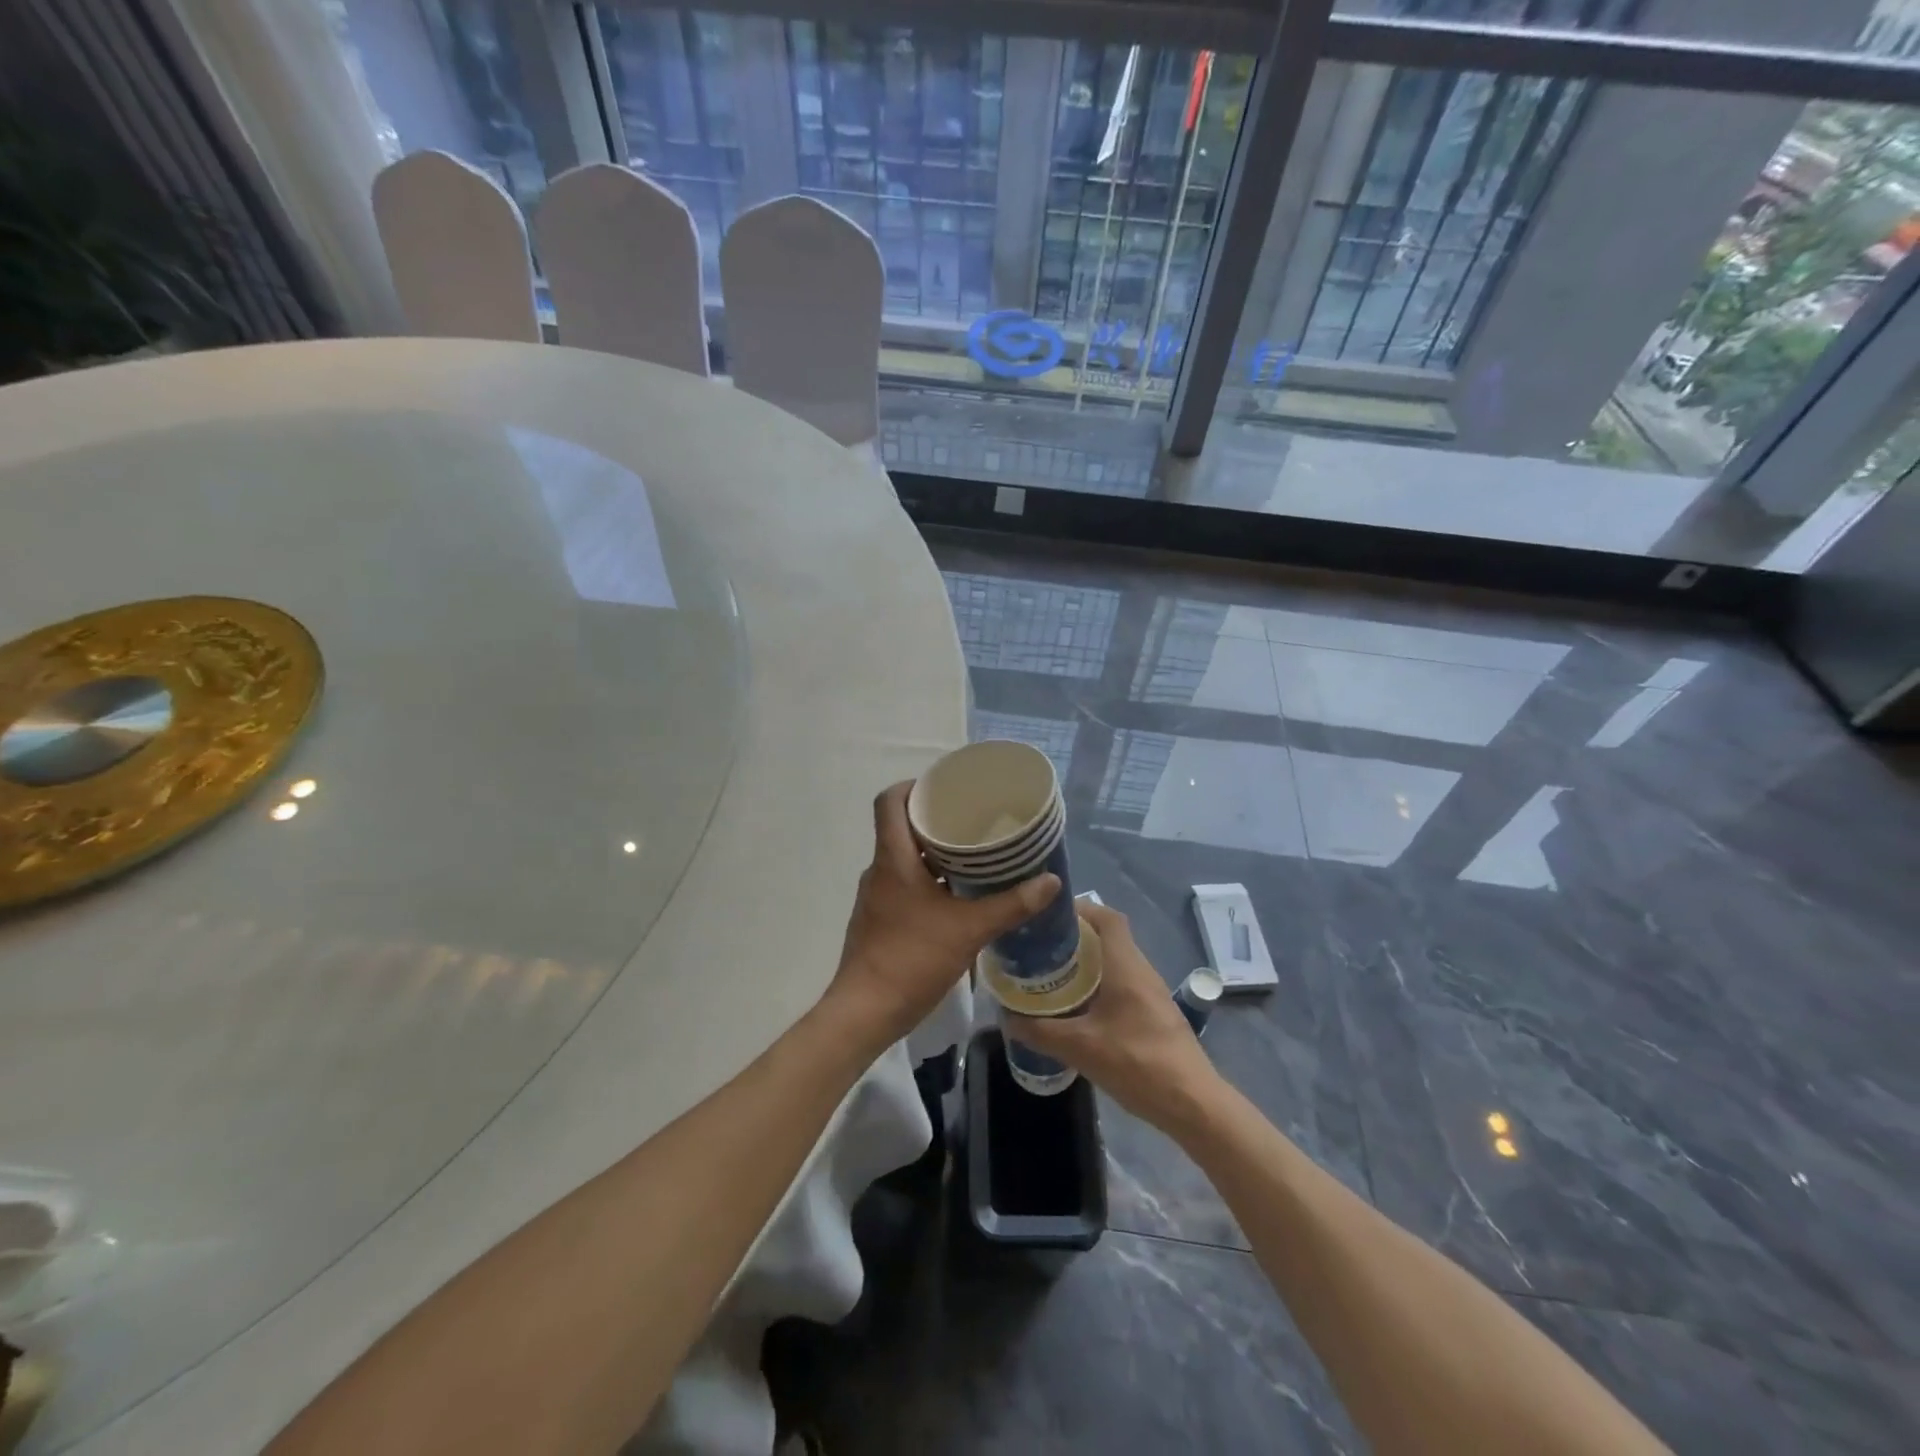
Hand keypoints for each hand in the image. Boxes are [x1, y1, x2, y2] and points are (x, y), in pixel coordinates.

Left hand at [826, 782, 1059, 1052]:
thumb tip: (1051, 881)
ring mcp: (876, 896)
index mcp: (893, 859)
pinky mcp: (879, 919)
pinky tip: (957, 896)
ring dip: (934, 853)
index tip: (945, 788)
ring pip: (904, 858)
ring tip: (973, 855)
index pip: (890, 801)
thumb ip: (1011, 905)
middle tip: (973, 820)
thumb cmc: (912, 959)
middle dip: (935, 820)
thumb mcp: (969, 929)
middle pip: (901, 827)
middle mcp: (879, 870)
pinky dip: (927, 880)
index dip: (914, 786)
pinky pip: (903, 884)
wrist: (865, 1012)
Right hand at [1005, 902, 1220, 1132]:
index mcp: (1126, 965)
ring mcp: (1151, 993)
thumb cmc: (1138, 1063)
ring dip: (1086, 964)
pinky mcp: (1155, 1014)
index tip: (1049, 917)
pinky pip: (1122, 985)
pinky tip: (1078, 1009)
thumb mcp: (1080, 1048)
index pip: (1107, 917)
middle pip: (1108, 938)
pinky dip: (1099, 986)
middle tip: (1040, 949)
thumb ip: (1040, 1031)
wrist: (1193, 1104)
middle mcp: (1141, 970)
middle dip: (1075, 938)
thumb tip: (1007, 1018)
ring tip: (1052, 976)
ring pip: (1115, 963)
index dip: (1080, 909)